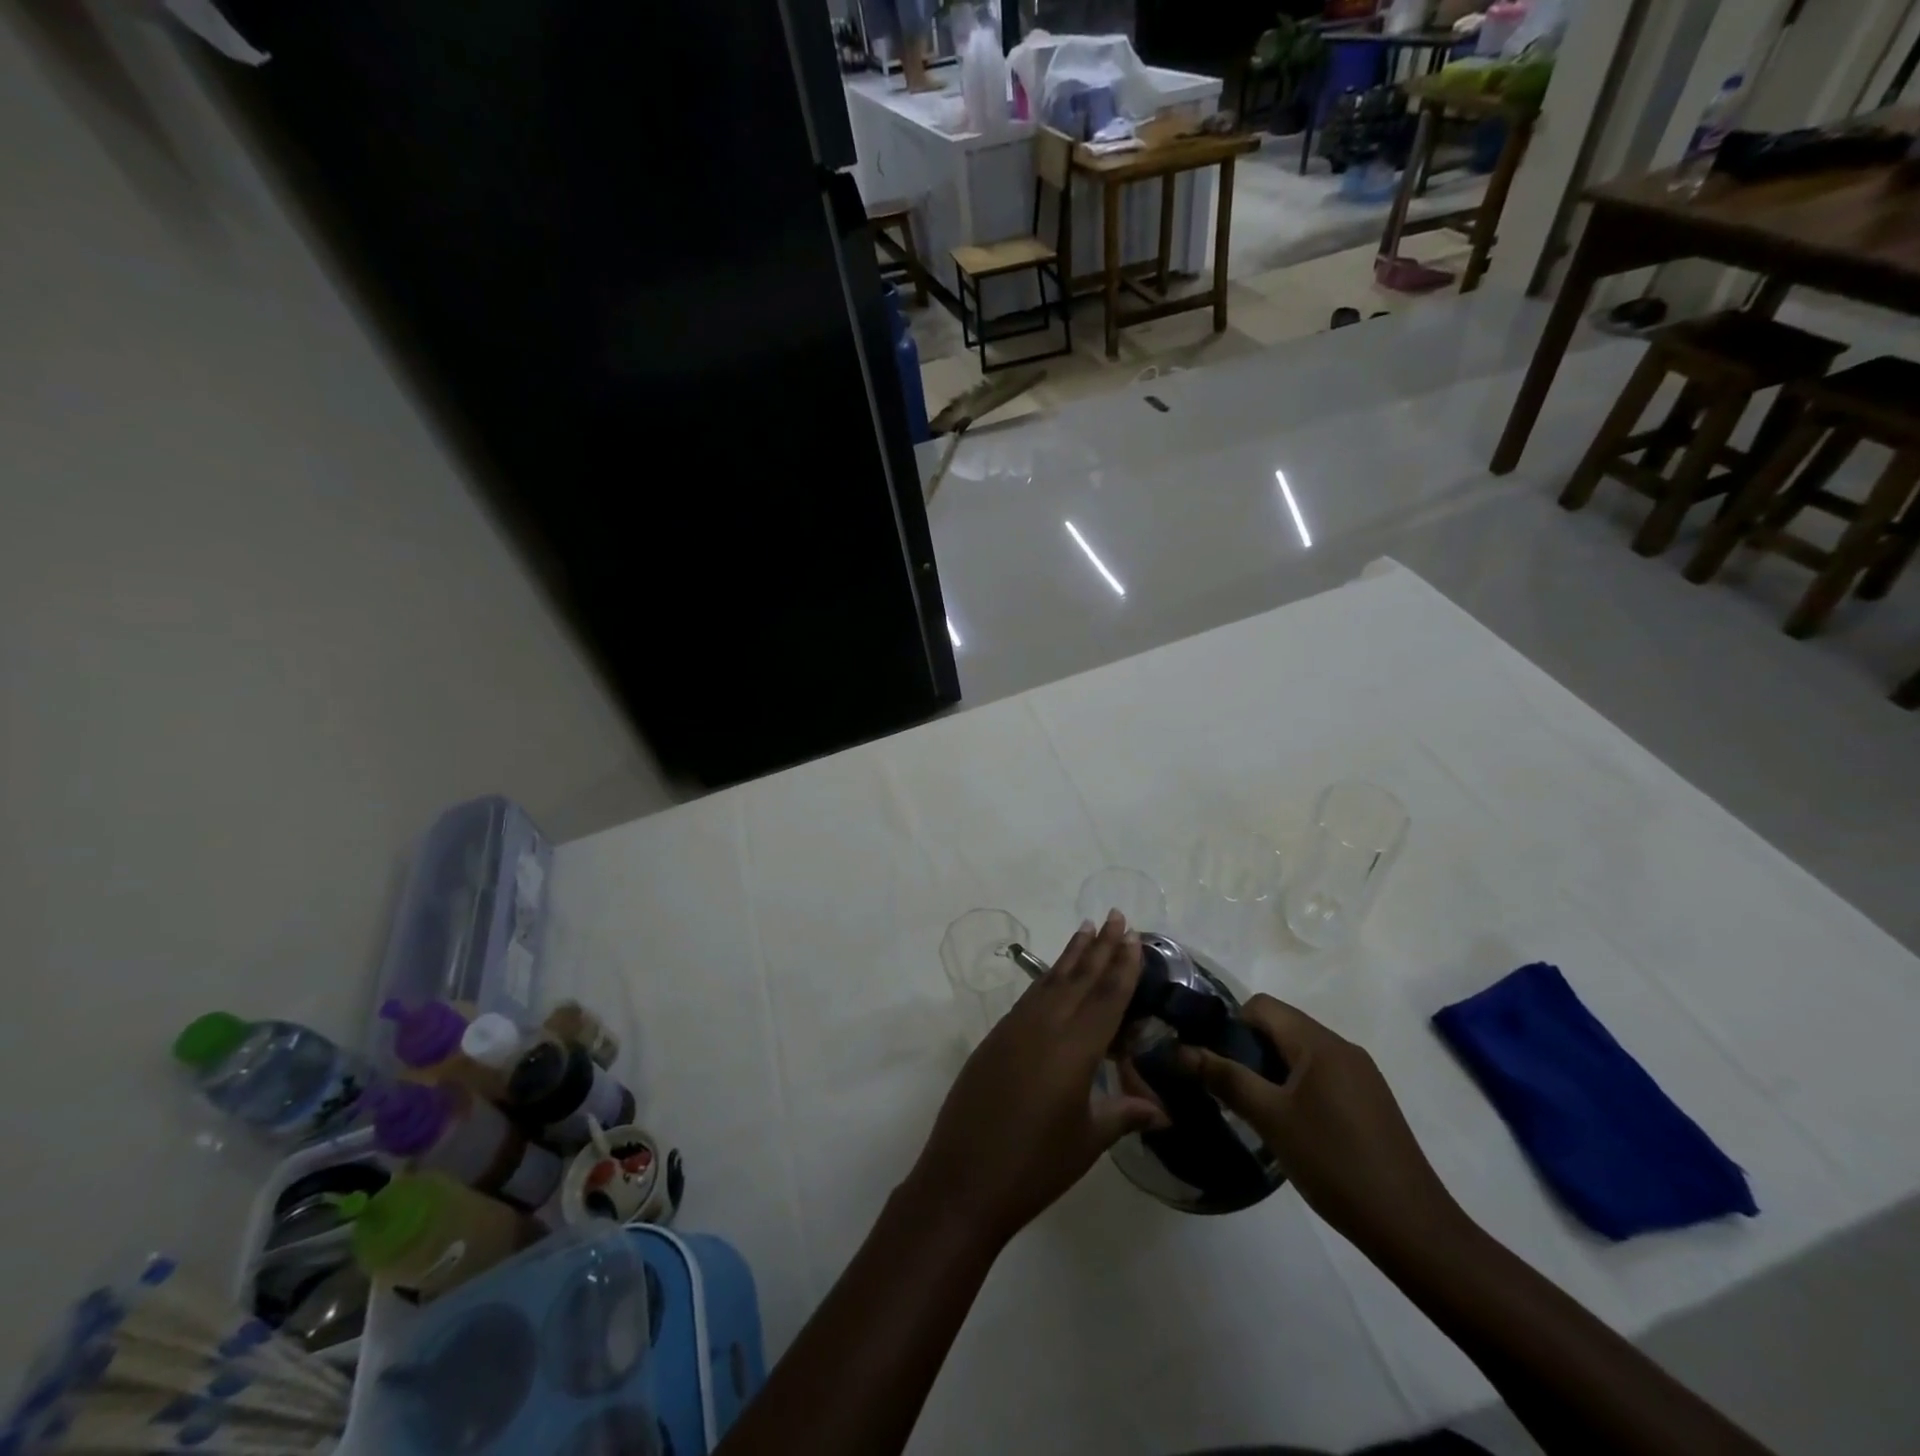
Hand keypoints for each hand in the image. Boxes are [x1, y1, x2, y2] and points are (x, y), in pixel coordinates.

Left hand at [906, 912, 1168, 1248]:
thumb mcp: (1087, 1141)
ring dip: (1071, 955)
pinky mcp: (995, 1037)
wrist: (963, 1179)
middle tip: (1114, 915)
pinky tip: (1054, 975)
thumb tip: (1161, 1111)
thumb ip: (1123, 1114)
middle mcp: (1045, 1026)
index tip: (1132, 934)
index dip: (1122, 965)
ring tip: (1086, 929)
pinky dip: (1047, 979)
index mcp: (1075, 1049)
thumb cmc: (1035, 1166)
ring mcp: (1015, 1028)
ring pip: (1051, 981)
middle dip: (1100, 946)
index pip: (1106, 997)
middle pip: (1079, 978)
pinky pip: (1030, 997)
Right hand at [1183, 995, 1462, 1253]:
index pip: (1262, 1006)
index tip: (1216, 1062)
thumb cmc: (1335, 1164)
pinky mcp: (1370, 1102)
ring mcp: (1361, 1075)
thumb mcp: (1271, 1119)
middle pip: (1281, 1027)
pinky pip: (1321, 1076)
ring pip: (1300, 1053)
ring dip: (1271, 1071)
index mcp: (1319, 1043)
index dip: (1231, 1025)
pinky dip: (1297, 1088)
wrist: (1413, 1228)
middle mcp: (1343, 1048)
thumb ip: (1225, 1078)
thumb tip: (1181, 1050)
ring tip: (1257, 1111)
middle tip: (1230, 1090)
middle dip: (1249, 1050)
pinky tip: (1292, 1128)